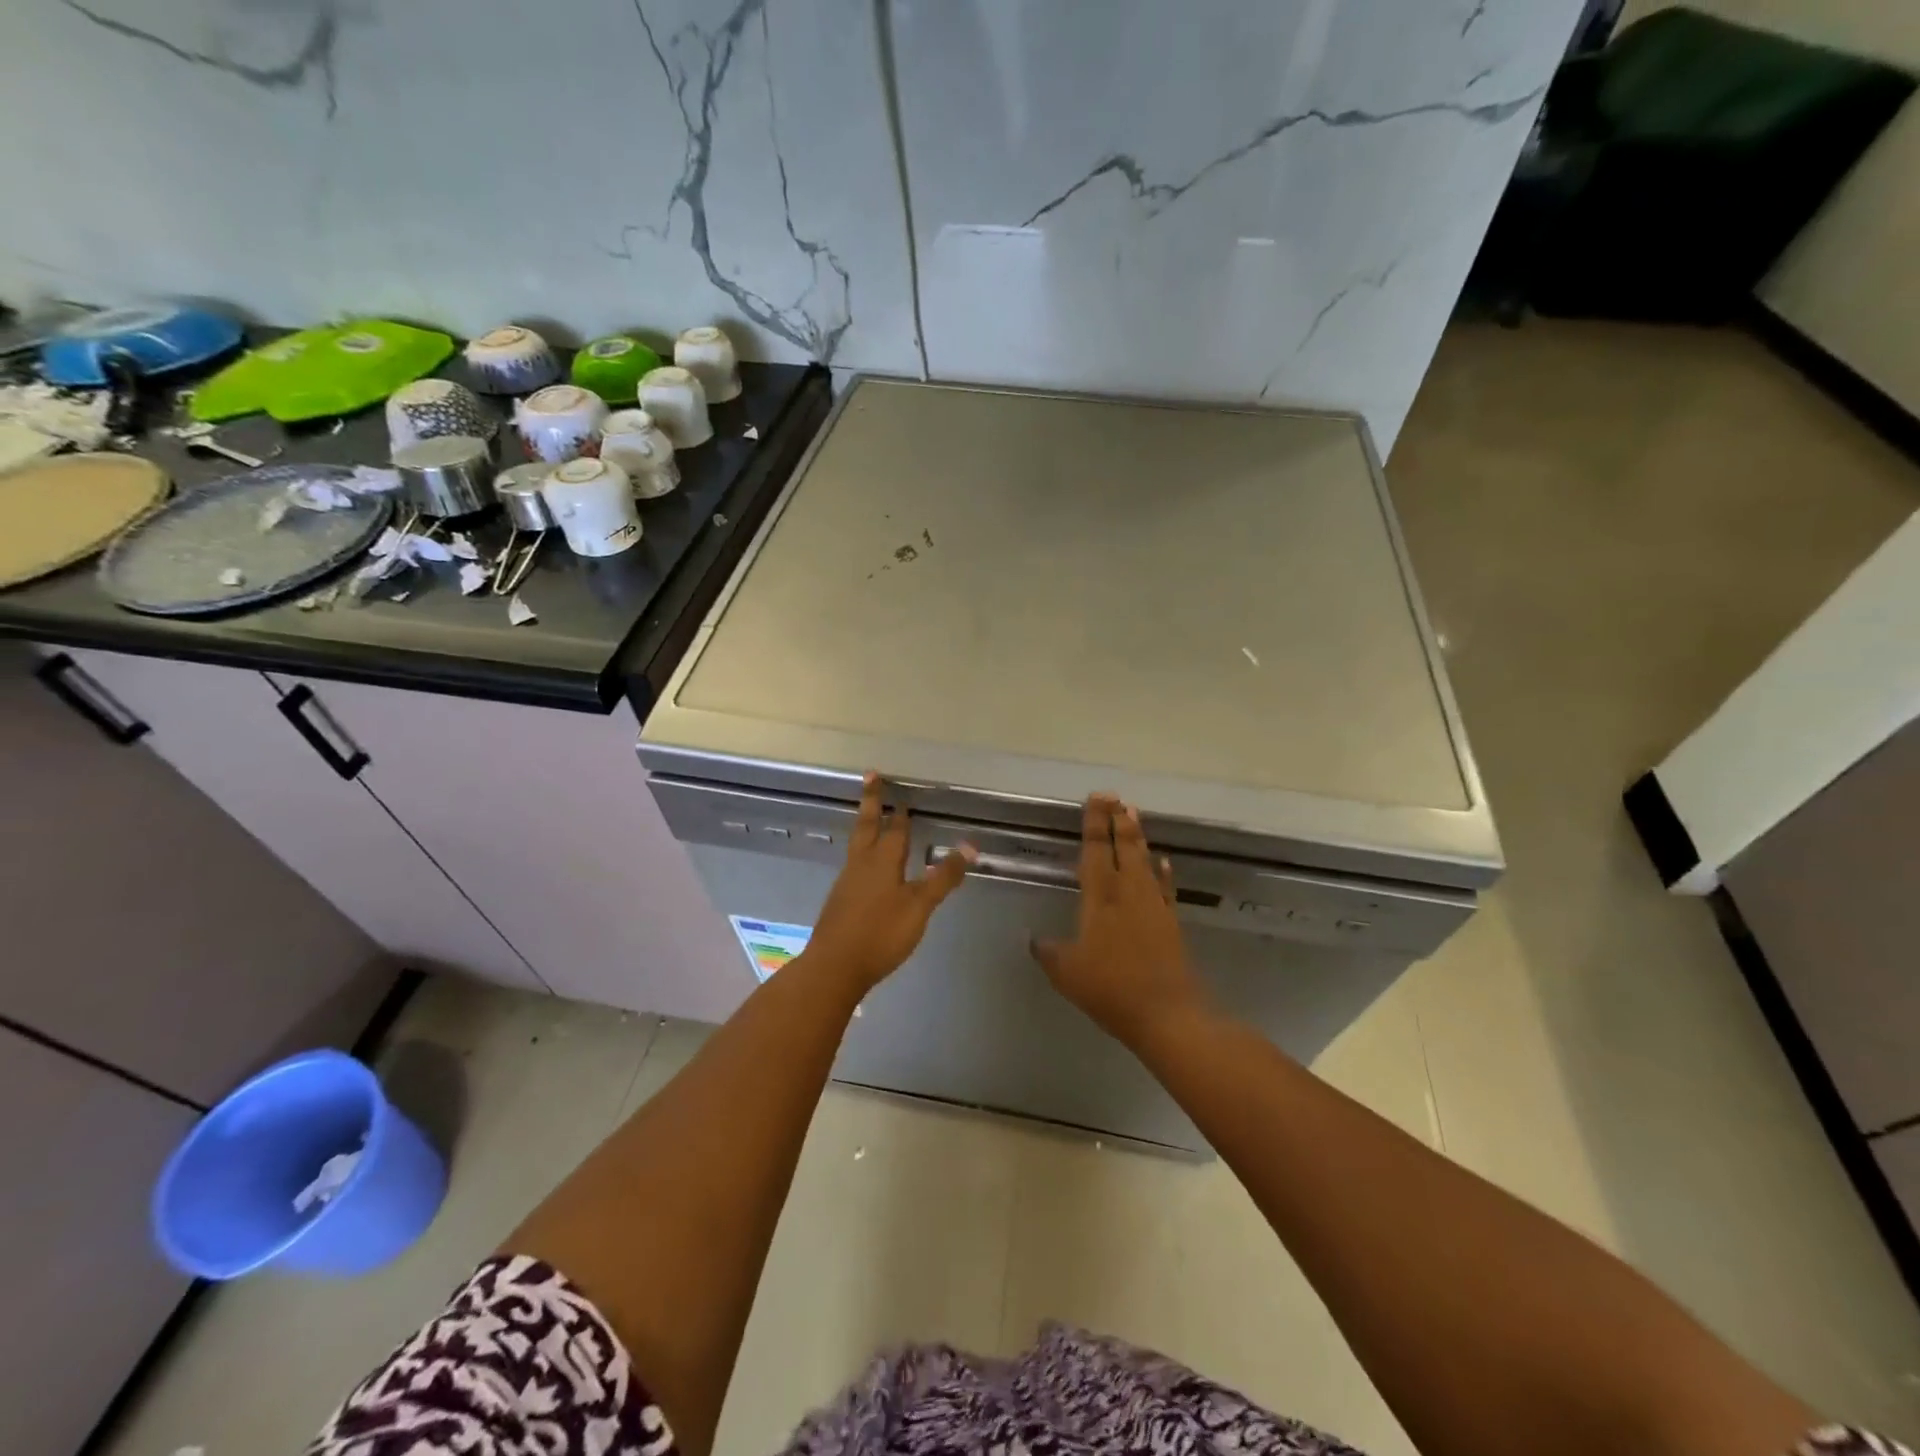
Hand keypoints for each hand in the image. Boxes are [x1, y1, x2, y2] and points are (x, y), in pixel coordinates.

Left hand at [807, 773, 974, 992]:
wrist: (834, 967)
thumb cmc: (881, 933)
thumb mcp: (919, 906)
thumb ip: (943, 877)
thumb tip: (970, 845)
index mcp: (882, 861)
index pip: (895, 829)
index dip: (901, 813)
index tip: (901, 792)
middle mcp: (861, 864)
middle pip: (867, 825)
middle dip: (872, 801)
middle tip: (870, 776)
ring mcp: (846, 882)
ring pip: (857, 844)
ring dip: (865, 826)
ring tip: (870, 818)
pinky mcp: (840, 901)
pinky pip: (853, 864)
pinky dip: (861, 853)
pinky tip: (865, 866)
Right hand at [1031, 794, 1208, 1047]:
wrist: (1166, 1013)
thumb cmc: (1110, 988)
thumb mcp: (1066, 972)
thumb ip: (1048, 951)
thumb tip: (1033, 938)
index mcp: (1100, 897)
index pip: (1095, 850)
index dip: (1095, 823)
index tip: (1097, 798)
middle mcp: (1128, 892)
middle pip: (1123, 847)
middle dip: (1118, 820)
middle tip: (1115, 797)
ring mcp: (1152, 905)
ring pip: (1144, 861)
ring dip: (1138, 838)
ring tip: (1134, 814)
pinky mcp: (1170, 922)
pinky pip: (1165, 888)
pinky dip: (1162, 873)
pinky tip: (1163, 863)